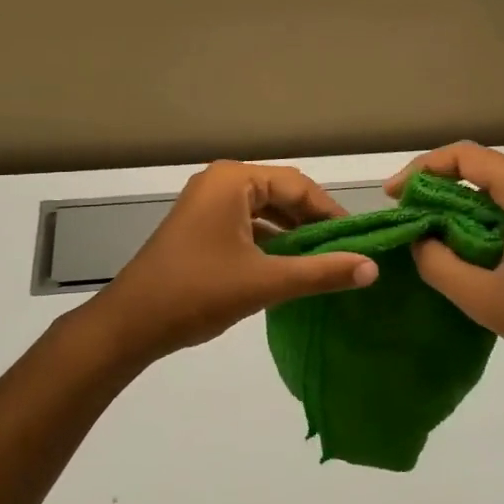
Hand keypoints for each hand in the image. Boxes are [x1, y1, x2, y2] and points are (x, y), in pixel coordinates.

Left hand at [82, 161, 378, 365]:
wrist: (131, 324)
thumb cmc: (198, 292)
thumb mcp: (266, 282)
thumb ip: (321, 272)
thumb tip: (373, 268)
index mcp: (233, 180)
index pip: (298, 185)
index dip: (331, 212)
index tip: (359, 241)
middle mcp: (219, 183)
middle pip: (281, 195)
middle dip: (313, 223)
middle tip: (346, 253)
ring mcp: (206, 206)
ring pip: (263, 212)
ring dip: (292, 235)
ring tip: (324, 262)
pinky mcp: (199, 230)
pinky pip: (245, 227)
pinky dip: (269, 244)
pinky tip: (289, 269)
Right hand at [385, 143, 503, 397]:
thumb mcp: (485, 299)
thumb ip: (439, 265)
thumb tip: (419, 240)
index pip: (466, 158)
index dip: (423, 169)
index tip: (394, 195)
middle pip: (482, 169)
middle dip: (439, 187)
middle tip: (408, 216)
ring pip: (499, 189)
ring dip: (462, 205)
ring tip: (430, 232)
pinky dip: (485, 218)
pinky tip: (468, 246)